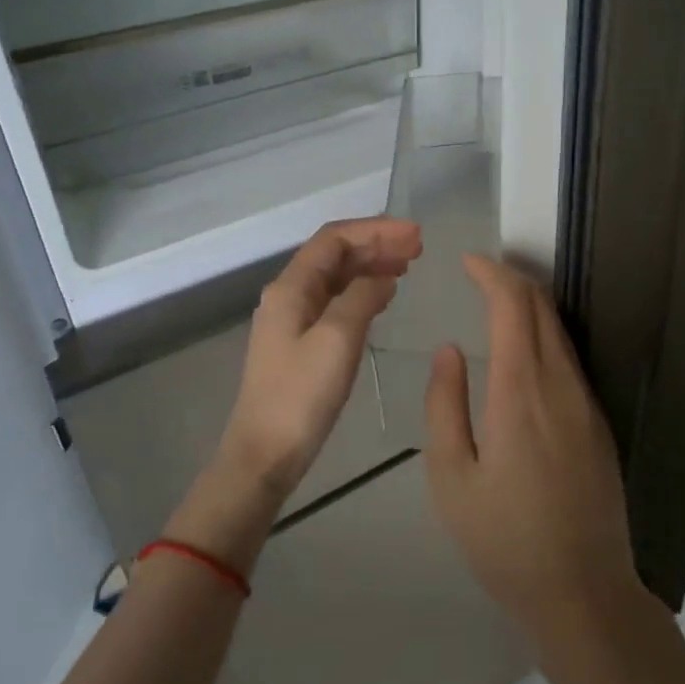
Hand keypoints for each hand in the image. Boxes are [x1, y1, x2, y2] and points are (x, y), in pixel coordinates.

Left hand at [218, 217, 422, 497]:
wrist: (265, 453)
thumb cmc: (301, 396)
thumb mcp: (338, 339)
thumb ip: (362, 297)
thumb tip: (384, 275)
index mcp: (291, 287)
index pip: (334, 239)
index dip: (375, 230)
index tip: (415, 234)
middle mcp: (288, 295)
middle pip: (335, 255)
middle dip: (376, 244)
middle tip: (419, 247)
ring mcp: (292, 319)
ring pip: (336, 278)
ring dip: (371, 266)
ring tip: (408, 265)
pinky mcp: (300, 343)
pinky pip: (335, 302)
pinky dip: (362, 292)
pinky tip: (384, 297)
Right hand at [423, 255, 639, 643]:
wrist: (583, 591)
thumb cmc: (503, 540)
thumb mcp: (452, 478)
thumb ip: (445, 406)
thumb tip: (449, 350)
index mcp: (521, 393)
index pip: (514, 307)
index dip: (492, 274)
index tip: (468, 261)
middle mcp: (561, 385)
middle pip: (542, 310)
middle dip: (511, 280)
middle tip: (477, 275)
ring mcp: (587, 403)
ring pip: (559, 333)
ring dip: (529, 307)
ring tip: (494, 303)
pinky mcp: (598, 423)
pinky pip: (569, 359)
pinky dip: (543, 336)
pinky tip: (522, 351)